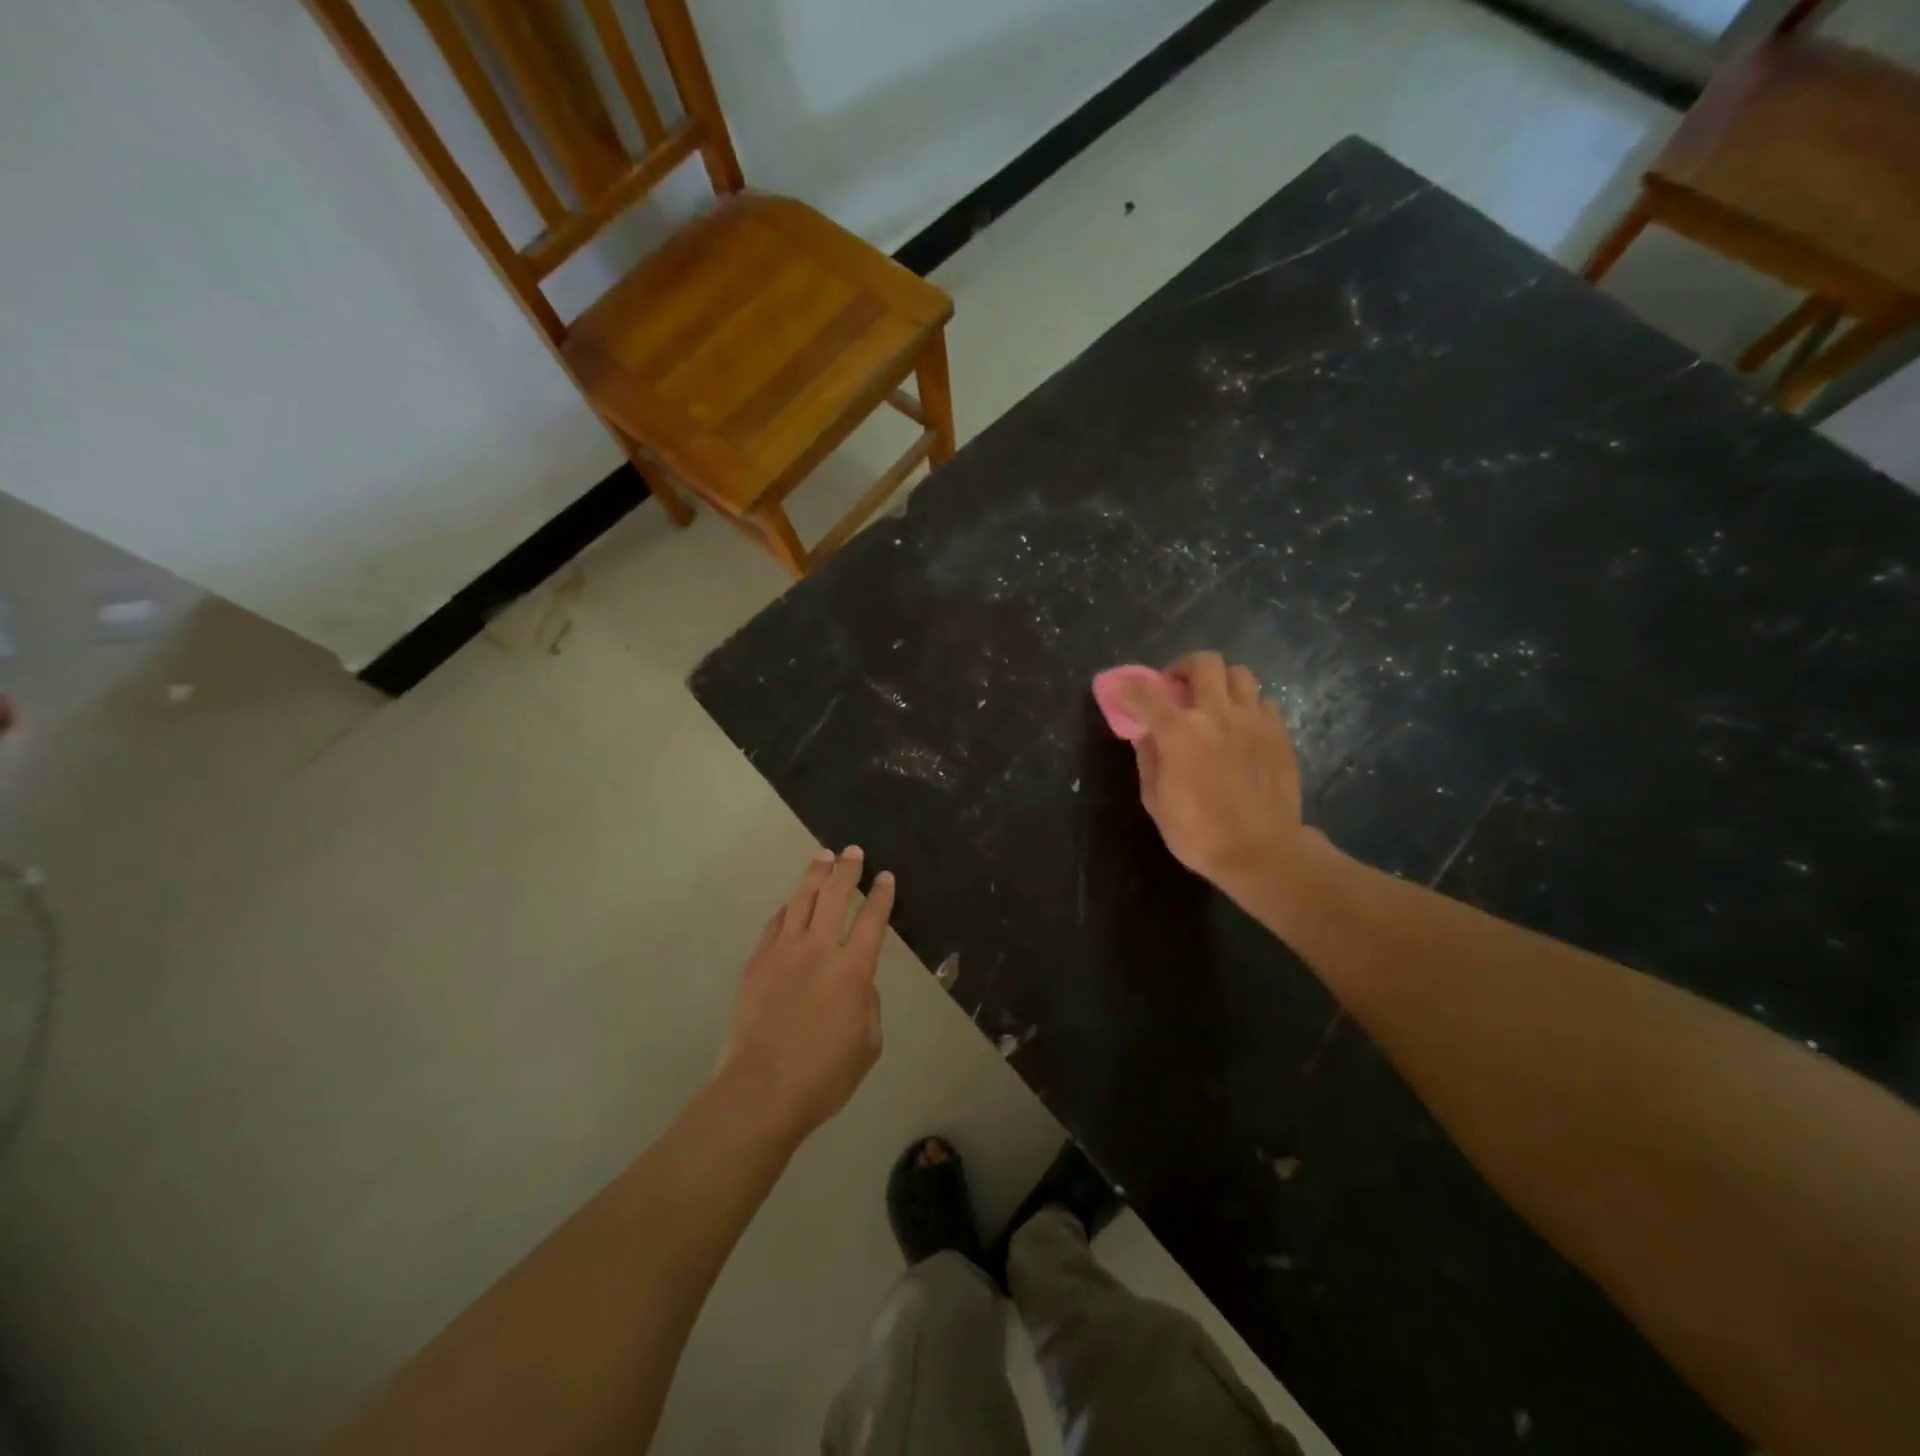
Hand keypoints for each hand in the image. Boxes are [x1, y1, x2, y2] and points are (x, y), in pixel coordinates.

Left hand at [719, 847, 894, 1143]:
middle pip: (834, 895)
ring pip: (801, 900)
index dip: (881, 895)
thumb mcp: (868, 1045)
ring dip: (814, 876)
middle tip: (853, 852)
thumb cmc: (823, 1076)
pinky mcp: (757, 963)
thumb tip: (857, 984)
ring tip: (823, 858)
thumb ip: (868, 1005)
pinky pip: (775, 923)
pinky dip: (788, 907)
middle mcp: (818, 949)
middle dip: (847, 869)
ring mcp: (782, 952)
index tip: (885, 876)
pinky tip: (791, 902)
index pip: (872, 919)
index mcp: (852, 970)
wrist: (760, 1090)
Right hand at [1117, 652, 1309, 897]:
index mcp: (1180, 733)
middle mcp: (1217, 715)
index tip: (1122, 688)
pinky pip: (1264, 701)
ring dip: (1220, 681)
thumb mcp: (1156, 801)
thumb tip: (1145, 735)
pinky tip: (1241, 725)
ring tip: (1213, 702)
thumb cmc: (1199, 833)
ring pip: (1239, 673)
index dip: (1129, 686)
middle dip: (1183, 667)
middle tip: (1176, 687)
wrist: (1262, 851)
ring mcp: (1253, 720)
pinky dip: (1247, 704)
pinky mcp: (1279, 733)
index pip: (1146, 693)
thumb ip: (1149, 760)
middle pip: (1203, 663)